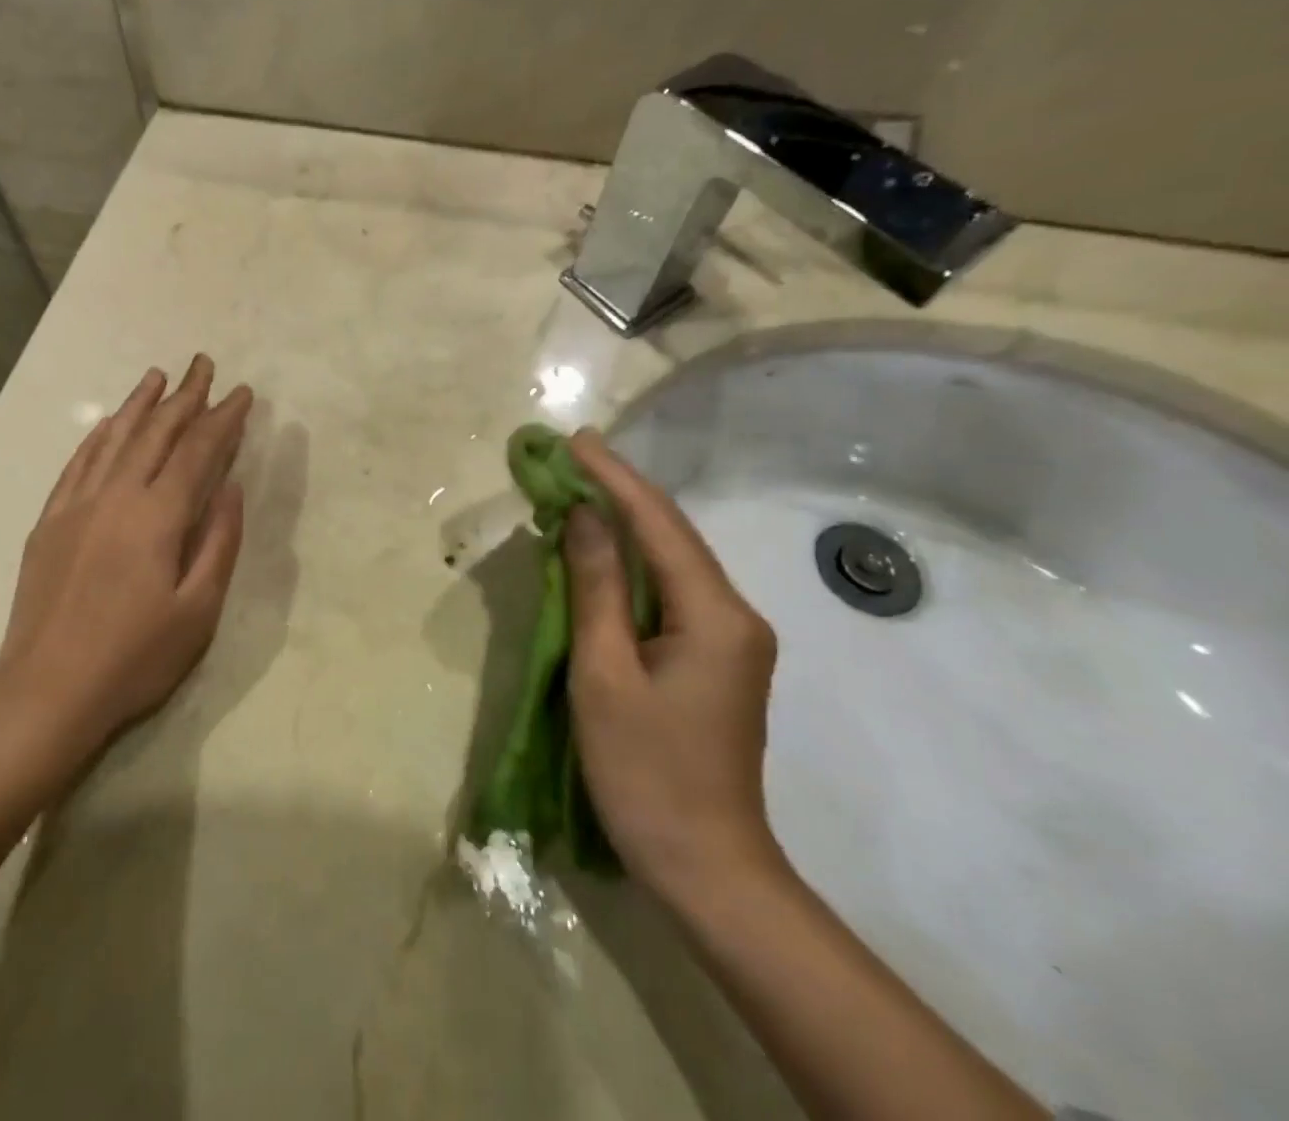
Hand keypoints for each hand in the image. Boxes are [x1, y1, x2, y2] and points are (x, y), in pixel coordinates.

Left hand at [0, 356, 252, 776]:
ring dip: (139, 404)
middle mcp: (116, 496)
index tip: (242, 392)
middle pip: (156, 433)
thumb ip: (219, 541)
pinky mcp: (50, 522)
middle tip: (203, 363)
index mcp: (157, 516)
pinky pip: (77, 464)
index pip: (197, 451)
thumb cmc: (134, 657)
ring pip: (114, 439)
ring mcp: (77, 506)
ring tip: (157, 375)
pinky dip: (97, 437)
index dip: (222, 418)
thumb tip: (231, 487)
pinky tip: (108, 423)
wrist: (47, 691)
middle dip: (184, 395)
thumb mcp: (198, 610)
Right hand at [561, 429, 781, 896]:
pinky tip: (604, 550)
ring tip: (580, 487)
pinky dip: (633, 563)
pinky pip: (671, 591)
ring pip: (672, 561)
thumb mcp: (605, 674)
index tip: (574, 440)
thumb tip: (584, 515)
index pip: (658, 525)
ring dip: (625, 524)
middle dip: (620, 491)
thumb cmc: (646, 772)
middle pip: (672, 535)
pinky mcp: (717, 658)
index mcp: (715, 615)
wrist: (708, 867)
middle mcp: (736, 615)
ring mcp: (732, 638)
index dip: (613, 478)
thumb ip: (595, 587)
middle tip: (571, 455)